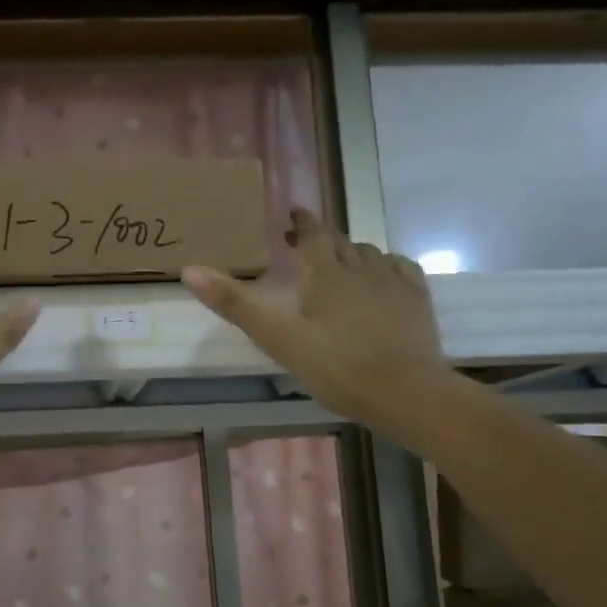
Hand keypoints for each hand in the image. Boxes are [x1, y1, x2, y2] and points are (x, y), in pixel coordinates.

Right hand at [181, 208, 448, 426]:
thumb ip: (236, 304)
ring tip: (339, 265)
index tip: (292, 215)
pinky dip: (385, 265)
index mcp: (325, 273)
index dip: (301, 222)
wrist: (405, 392)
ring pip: (369, 253)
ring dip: (351, 253)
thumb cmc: (336, 367)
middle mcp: (360, 267)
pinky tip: (382, 278)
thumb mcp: (278, 338)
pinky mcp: (418, 300)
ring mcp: (393, 282)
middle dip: (322, 238)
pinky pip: (400, 268)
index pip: (312, 234)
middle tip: (305, 245)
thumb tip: (189, 270)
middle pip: (340, 242)